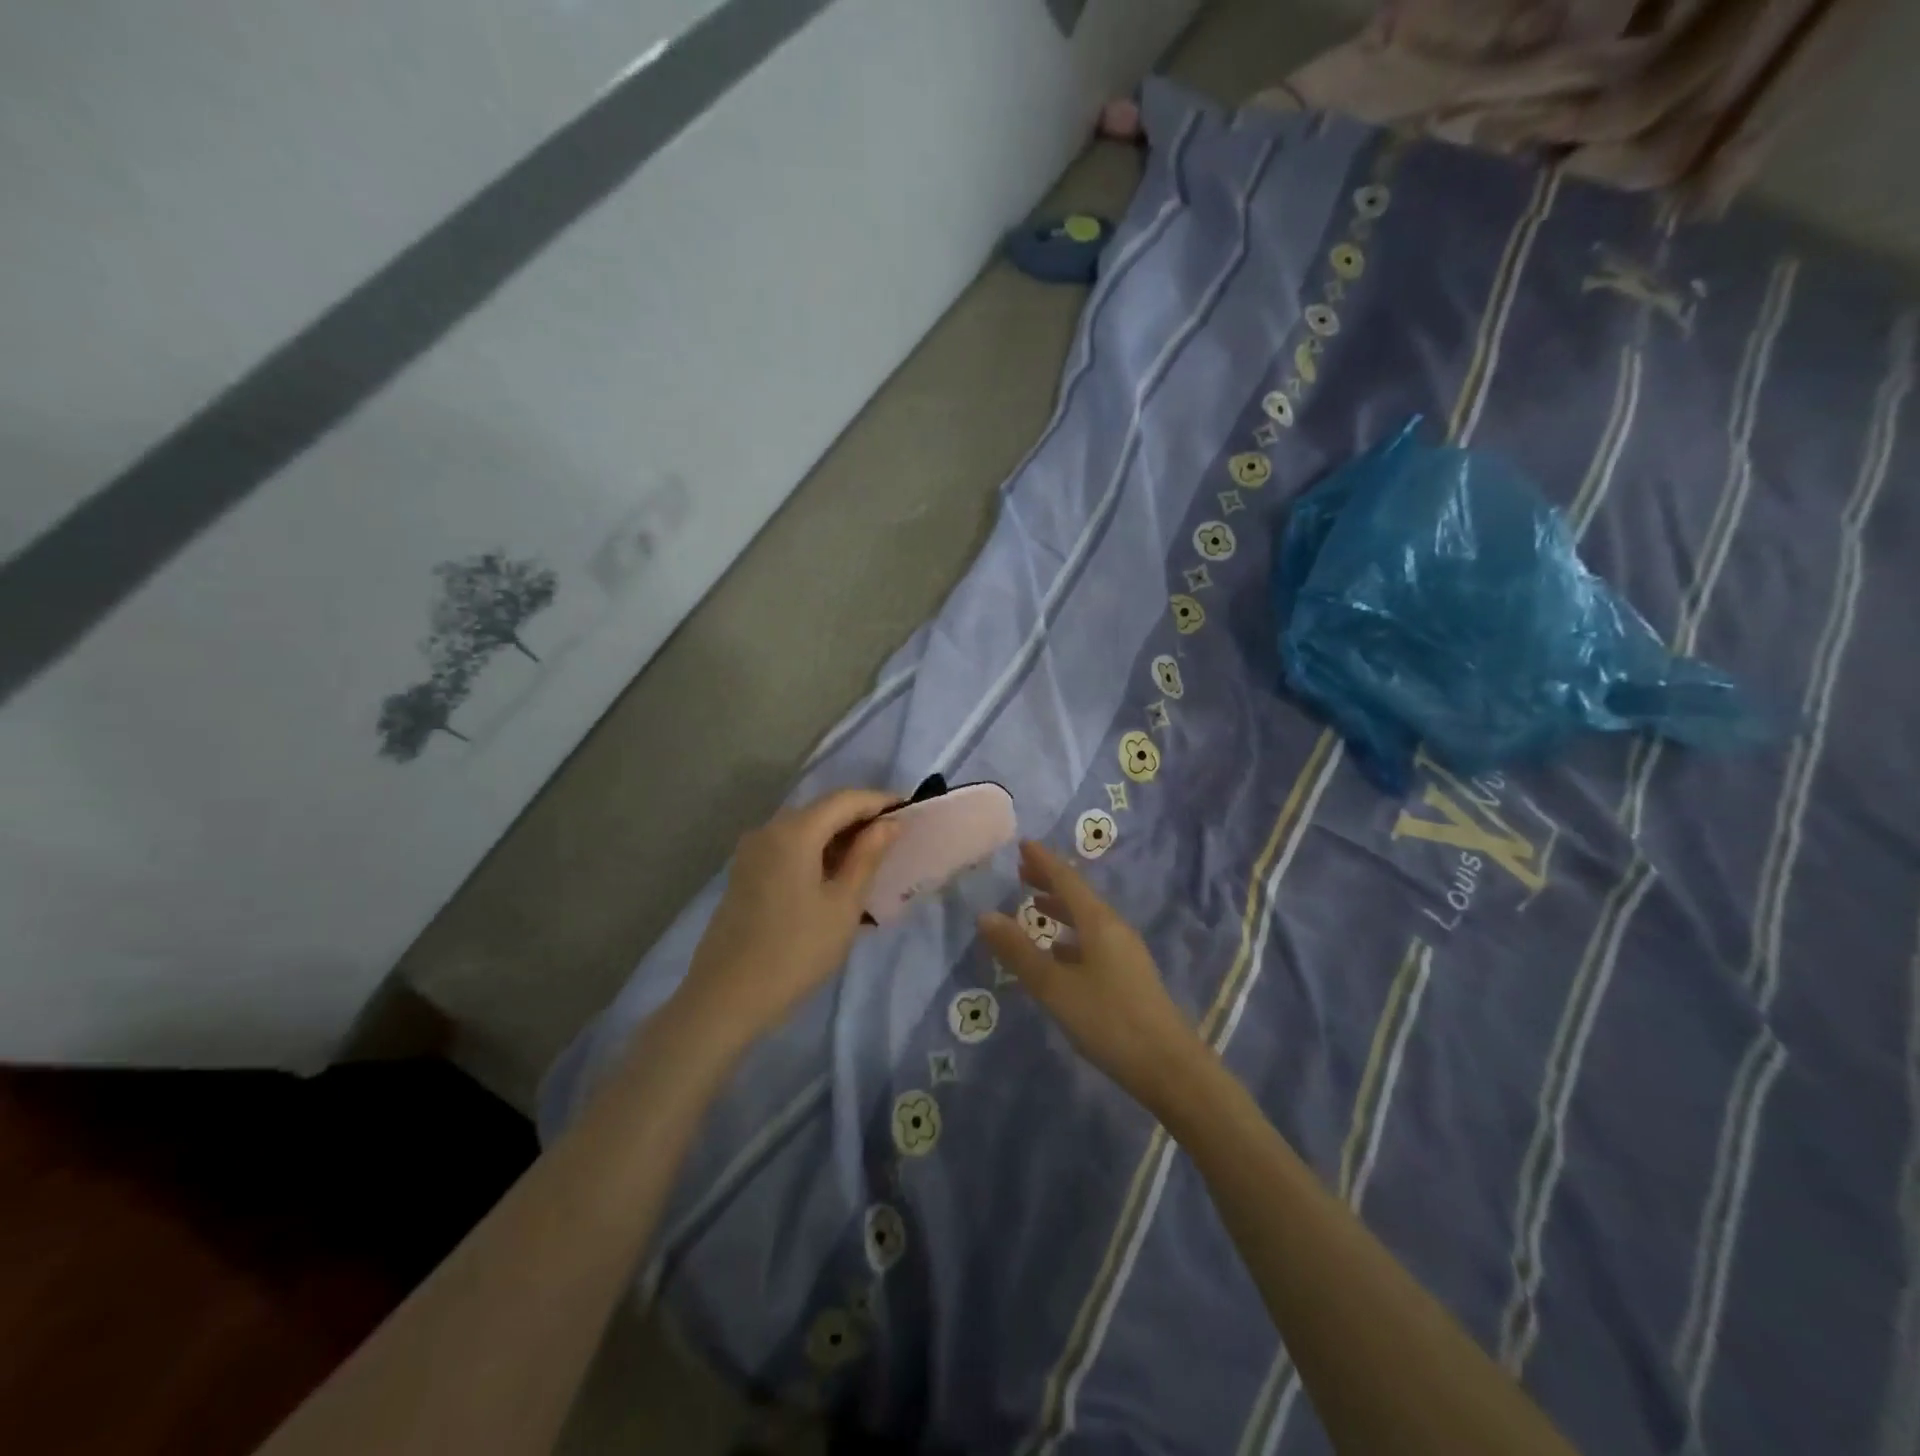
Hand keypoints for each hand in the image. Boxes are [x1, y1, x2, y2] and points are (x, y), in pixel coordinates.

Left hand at [678, 789, 901, 1046]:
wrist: (725, 998)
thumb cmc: (796, 952)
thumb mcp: (843, 905)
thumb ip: (867, 857)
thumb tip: (890, 822)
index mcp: (794, 831)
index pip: (845, 799)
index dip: (880, 801)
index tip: (910, 811)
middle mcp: (769, 829)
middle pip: (822, 810)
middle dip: (860, 818)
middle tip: (895, 838)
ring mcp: (752, 851)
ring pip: (805, 829)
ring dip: (839, 837)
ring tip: (872, 860)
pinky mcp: (745, 872)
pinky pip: (788, 848)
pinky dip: (817, 852)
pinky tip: (837, 877)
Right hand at [978, 841, 1207, 1108]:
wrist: (1170, 1068)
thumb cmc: (1108, 1021)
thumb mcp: (1055, 988)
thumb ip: (1020, 952)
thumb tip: (985, 916)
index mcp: (1099, 922)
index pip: (1067, 879)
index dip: (1043, 862)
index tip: (1022, 845)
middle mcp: (1114, 929)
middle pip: (1079, 896)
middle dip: (1050, 882)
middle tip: (1021, 872)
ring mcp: (1126, 953)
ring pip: (1087, 919)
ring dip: (1061, 909)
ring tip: (1035, 906)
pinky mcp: (1129, 976)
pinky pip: (1094, 941)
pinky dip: (1071, 936)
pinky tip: (1059, 953)